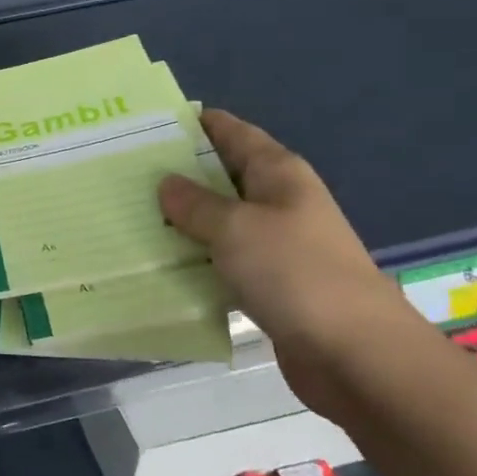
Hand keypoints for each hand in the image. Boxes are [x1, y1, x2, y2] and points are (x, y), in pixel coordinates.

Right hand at [158, 110, 422, 416]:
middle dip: (177, 172)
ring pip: (218, 220)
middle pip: (221, 175)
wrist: (355, 353)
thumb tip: (166, 183)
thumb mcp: (235, 227)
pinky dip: (193, 256)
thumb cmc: (295, 273)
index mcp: (278, 173)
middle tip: (122, 170)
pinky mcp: (268, 282)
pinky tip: (157, 259)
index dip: (194, 123)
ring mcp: (275, 244)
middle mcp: (278, 201)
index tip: (146, 122)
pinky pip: (221, 258)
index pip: (232, 132)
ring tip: (128, 212)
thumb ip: (195, 203)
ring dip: (181, 219)